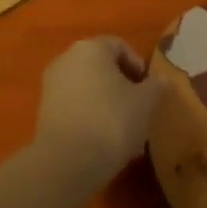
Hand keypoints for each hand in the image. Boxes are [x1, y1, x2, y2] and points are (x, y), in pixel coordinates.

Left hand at [33, 37, 161, 187]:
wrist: (67, 161)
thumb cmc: (111, 121)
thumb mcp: (145, 103)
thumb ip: (156, 86)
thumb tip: (162, 79)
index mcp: (91, 48)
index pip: (120, 46)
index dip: (138, 65)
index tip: (148, 89)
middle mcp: (66, 58)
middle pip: (101, 65)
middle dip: (121, 84)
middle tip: (138, 108)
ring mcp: (51, 84)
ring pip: (87, 86)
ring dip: (105, 101)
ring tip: (122, 128)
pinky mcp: (44, 110)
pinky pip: (74, 105)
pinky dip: (88, 115)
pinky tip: (101, 139)